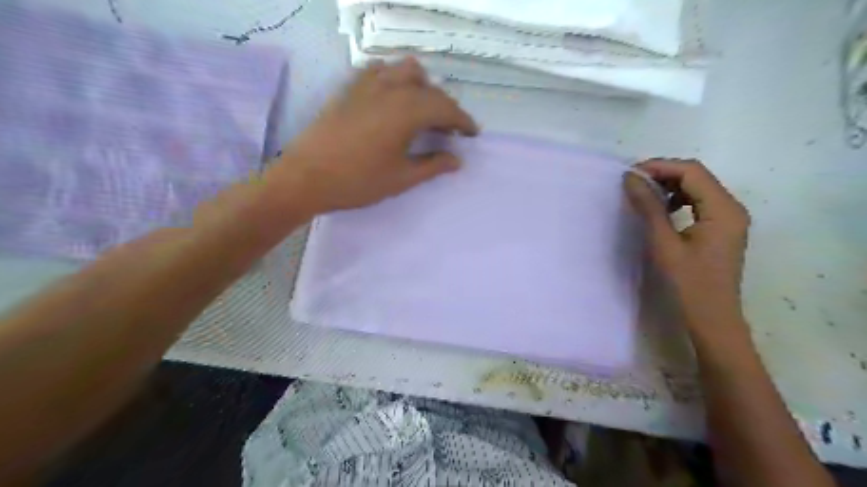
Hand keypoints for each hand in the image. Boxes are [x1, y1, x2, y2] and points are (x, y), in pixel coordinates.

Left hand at [269, 56, 476, 213]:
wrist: (306, 178)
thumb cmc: (358, 181)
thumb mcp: (401, 178)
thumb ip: (433, 165)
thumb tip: (457, 160)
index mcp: (407, 111)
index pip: (446, 108)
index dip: (463, 121)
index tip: (472, 134)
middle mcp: (391, 89)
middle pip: (430, 88)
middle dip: (445, 107)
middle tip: (449, 131)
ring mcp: (367, 85)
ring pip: (405, 70)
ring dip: (422, 86)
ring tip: (422, 110)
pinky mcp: (349, 88)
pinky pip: (378, 70)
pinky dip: (393, 78)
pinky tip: (391, 97)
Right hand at [624, 161, 752, 329]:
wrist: (712, 318)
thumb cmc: (688, 284)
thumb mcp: (664, 243)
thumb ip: (649, 207)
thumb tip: (631, 178)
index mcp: (723, 209)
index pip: (692, 172)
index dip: (660, 167)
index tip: (630, 174)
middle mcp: (732, 207)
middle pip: (697, 176)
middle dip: (663, 174)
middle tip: (633, 183)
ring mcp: (729, 218)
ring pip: (697, 188)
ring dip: (670, 186)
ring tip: (643, 195)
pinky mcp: (721, 228)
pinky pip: (699, 202)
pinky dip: (678, 200)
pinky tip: (661, 210)